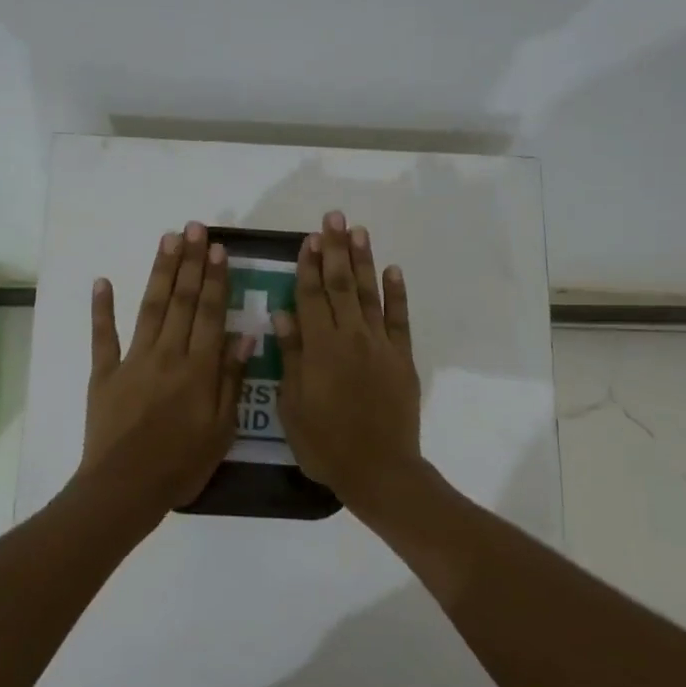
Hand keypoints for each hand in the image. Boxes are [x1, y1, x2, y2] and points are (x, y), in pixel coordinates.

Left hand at [82, 221, 249, 512]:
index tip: (218, 249)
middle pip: (182, 301)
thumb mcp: (222, 429)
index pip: (211, 313)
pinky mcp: (104, 373)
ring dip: (160, 272)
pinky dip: (102, 308)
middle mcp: (167, 354)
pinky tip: (102, 281)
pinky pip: (103, 336)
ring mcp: (132, 360)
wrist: (125, 488)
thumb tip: (244, 334)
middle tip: (194, 228)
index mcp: (199, 368)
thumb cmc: (181, 464)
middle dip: (190, 262)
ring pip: (150, 308)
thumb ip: (232, 379)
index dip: (215, 279)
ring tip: (167, 239)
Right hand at [274, 211, 422, 513]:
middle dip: (335, 249)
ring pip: (369, 294)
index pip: (310, 296)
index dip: (307, 265)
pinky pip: (399, 319)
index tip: (307, 238)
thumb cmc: (326, 444)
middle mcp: (350, 337)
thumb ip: (291, 357)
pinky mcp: (402, 358)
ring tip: (358, 230)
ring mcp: (380, 345)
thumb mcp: (293, 406)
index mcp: (320, 348)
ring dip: (363, 260)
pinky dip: (396, 294)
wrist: (379, 469)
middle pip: (341, 285)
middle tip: (333, 217)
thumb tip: (282, 313)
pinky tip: (393, 270)